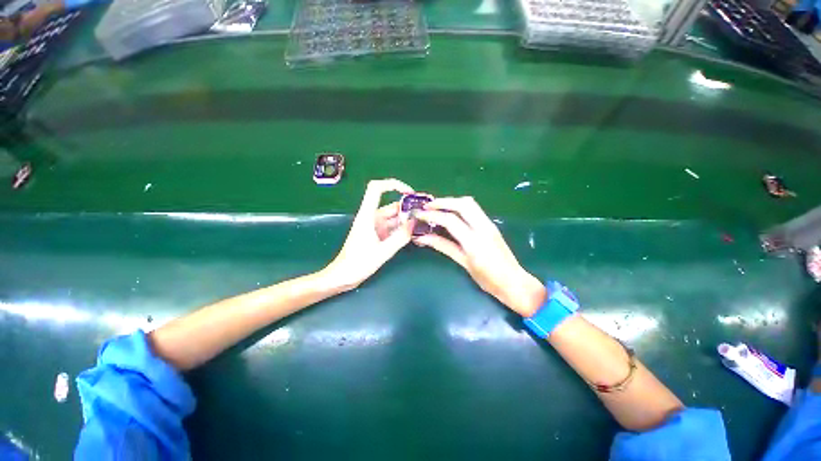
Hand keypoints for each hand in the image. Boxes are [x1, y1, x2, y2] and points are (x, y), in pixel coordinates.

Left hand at [324, 179, 414, 289]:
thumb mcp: (383, 251)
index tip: (410, 193)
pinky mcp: (378, 234)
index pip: (376, 188)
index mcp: (368, 215)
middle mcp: (372, 217)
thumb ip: (400, 237)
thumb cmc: (358, 263)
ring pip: (394, 217)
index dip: (393, 184)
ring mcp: (375, 226)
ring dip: (407, 220)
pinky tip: (414, 233)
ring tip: (423, 224)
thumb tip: (414, 222)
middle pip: (392, 205)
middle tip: (426, 214)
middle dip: (409, 208)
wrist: (343, 276)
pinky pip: (393, 227)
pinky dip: (403, 229)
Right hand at [414, 197, 545, 315]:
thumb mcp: (464, 263)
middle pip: (462, 204)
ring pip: (470, 203)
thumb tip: (423, 238)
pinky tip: (451, 213)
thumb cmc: (488, 279)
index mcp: (474, 241)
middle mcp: (483, 227)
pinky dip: (460, 206)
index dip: (432, 215)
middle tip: (428, 206)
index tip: (419, 213)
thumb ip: (443, 247)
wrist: (515, 283)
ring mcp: (489, 224)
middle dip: (443, 202)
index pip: (450, 220)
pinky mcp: (491, 225)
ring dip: (452, 201)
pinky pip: (474, 209)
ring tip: (437, 207)